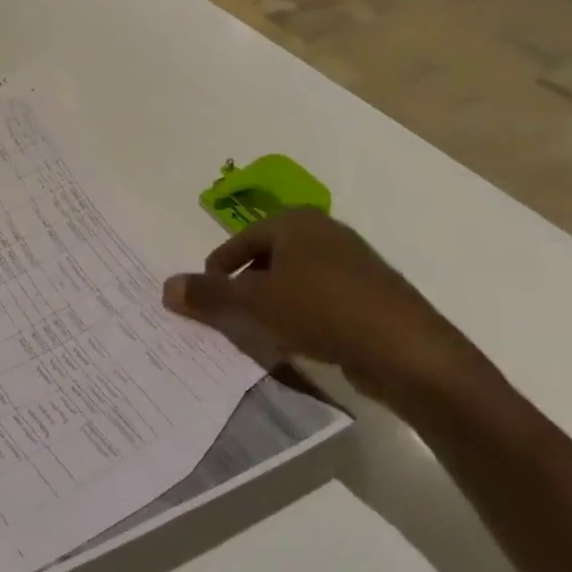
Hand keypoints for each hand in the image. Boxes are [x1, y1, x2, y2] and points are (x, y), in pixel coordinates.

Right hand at [164, 208, 499, 418]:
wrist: (406, 349)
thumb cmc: (321, 310)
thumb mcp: (254, 303)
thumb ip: (209, 294)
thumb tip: (165, 286)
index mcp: (295, 222)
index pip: (241, 239)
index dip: (218, 268)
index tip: (205, 297)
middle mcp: (325, 232)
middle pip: (268, 257)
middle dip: (245, 286)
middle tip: (229, 315)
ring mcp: (353, 262)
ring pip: (295, 279)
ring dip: (273, 302)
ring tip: (260, 331)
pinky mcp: (372, 293)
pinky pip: (322, 298)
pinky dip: (302, 314)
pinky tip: (299, 341)